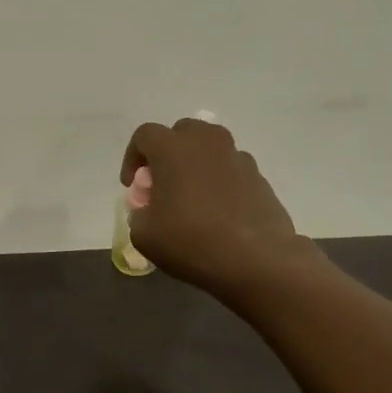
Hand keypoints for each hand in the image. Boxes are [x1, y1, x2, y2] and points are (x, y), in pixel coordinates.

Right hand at [120, 117, 319, 295]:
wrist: (256, 260)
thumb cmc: (191, 241)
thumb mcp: (144, 234)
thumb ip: (139, 213)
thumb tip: (148, 209)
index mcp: (173, 149)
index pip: (145, 135)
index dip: (133, 157)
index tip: (133, 185)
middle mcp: (206, 143)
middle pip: (181, 132)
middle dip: (167, 153)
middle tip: (163, 183)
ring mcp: (237, 158)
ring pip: (209, 149)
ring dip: (195, 165)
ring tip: (191, 197)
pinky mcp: (259, 177)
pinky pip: (230, 169)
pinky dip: (219, 181)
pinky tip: (217, 211)